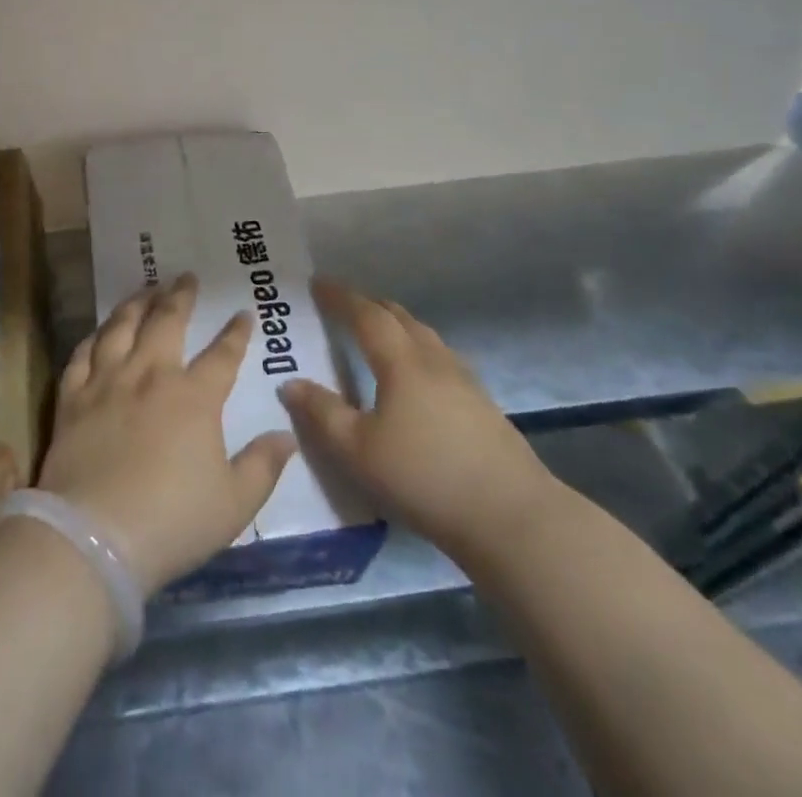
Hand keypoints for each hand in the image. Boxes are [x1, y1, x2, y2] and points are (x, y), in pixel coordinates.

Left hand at [38, 275, 297, 594]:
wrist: (94, 537)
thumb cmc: (172, 522)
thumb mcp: (234, 504)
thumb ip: (263, 466)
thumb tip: (287, 435)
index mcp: (194, 397)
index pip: (223, 354)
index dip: (236, 332)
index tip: (243, 313)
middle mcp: (151, 375)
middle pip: (167, 322)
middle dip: (180, 296)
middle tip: (185, 277)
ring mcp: (107, 382)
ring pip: (122, 327)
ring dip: (136, 303)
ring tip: (145, 289)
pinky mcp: (72, 397)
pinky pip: (82, 354)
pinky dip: (94, 337)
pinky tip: (100, 332)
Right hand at [278, 279, 559, 576]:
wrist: (511, 517)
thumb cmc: (425, 478)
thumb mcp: (358, 452)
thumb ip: (322, 414)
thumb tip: (290, 383)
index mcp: (402, 363)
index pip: (367, 315)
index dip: (341, 297)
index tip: (319, 283)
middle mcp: (434, 361)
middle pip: (400, 317)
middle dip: (369, 305)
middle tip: (344, 304)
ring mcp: (465, 382)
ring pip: (425, 337)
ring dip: (397, 325)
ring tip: (378, 333)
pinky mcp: (483, 407)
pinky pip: (441, 359)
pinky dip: (417, 350)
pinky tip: (417, 377)